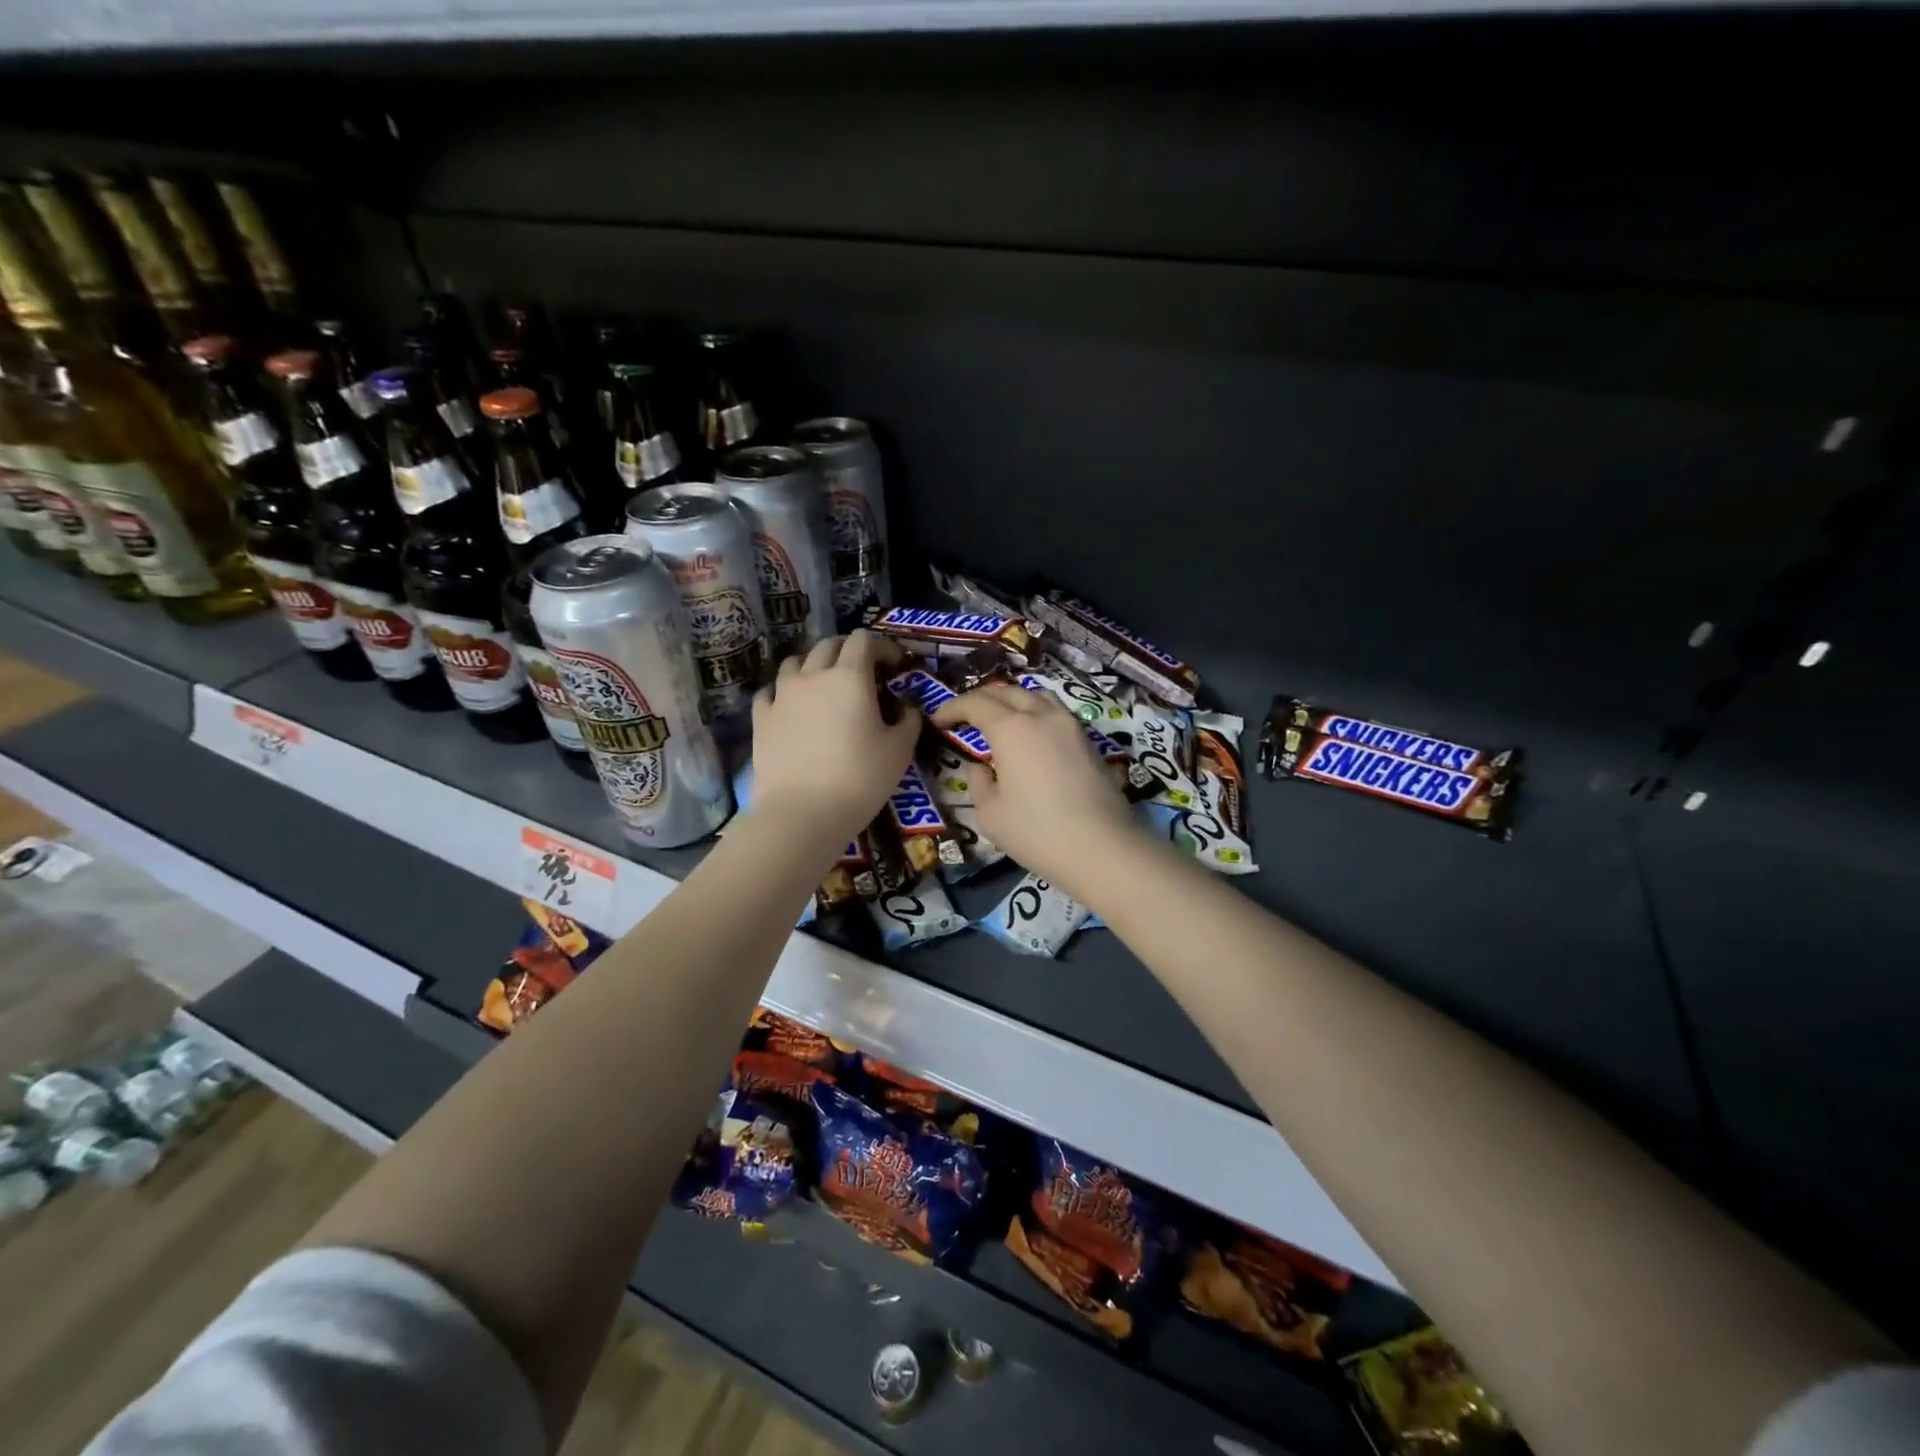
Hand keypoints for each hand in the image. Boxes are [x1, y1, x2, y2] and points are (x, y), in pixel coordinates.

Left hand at [750, 631, 919, 848]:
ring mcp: (781, 695)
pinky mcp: (760, 718)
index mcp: (850, 677)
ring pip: (795, 662)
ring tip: (824, 684)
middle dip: (849, 650)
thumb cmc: (859, 780)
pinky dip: (784, 690)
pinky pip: (770, 691)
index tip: (896, 664)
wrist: (801, 814)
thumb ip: (908, 721)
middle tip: (864, 671)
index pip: (864, 640)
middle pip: (829, 645)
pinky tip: (791, 705)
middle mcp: (813, 676)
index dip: (882, 646)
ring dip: (814, 665)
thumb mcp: (900, 752)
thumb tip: (907, 707)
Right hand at [931, 683, 1137, 892]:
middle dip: (981, 700)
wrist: (1102, 848)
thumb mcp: (990, 814)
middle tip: (965, 717)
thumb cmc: (1037, 832)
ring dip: (1012, 700)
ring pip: (1036, 696)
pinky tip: (1030, 736)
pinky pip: (1055, 713)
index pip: (975, 703)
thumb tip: (981, 768)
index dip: (952, 708)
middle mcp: (1042, 716)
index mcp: (1011, 728)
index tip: (938, 721)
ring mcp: (1070, 725)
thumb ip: (978, 783)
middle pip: (1007, 692)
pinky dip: (1035, 713)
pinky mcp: (1088, 741)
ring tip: (999, 719)